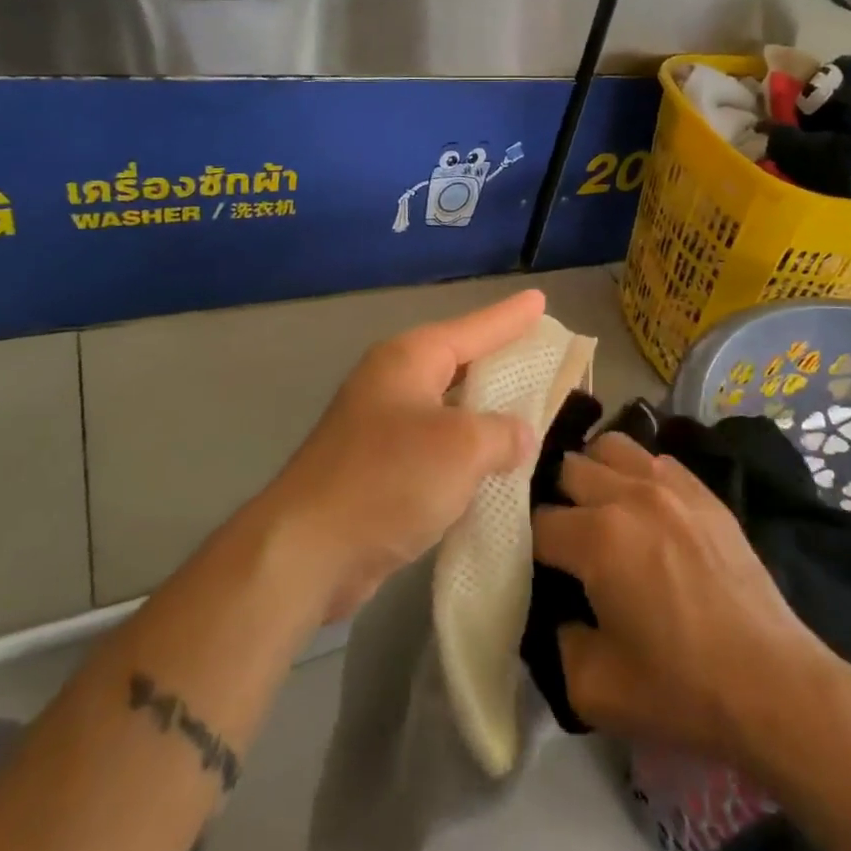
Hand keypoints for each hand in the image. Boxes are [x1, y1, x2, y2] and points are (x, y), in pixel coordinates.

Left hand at [265, 290, 545, 622]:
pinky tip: (494, 467)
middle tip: (542, 355)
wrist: (308, 551)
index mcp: (409, 360)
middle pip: (459, 363)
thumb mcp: (462, 447)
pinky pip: (437, 449)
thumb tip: (519, 436)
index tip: (541, 299)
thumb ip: (503, 433)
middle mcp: (393, 384)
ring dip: (486, 414)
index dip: (510, 317)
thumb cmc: (388, 480)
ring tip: (529, 410)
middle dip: (500, 361)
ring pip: (449, 409)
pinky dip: (466, 455)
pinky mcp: (379, 470)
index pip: (473, 329)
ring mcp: (382, 428)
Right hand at [532, 433, 839, 765]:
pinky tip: (645, 509)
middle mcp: (629, 495)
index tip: (538, 570)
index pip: (538, 522)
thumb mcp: (592, 688)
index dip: (529, 547)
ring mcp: (671, 486)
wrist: (773, 686)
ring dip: (595, 473)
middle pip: (568, 468)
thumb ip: (556, 639)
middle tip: (566, 539)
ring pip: (610, 446)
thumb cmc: (680, 690)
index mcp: (597, 538)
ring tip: (600, 509)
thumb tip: (558, 610)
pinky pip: (654, 459)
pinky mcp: (704, 492)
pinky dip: (637, 474)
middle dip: (557, 500)